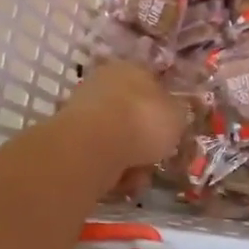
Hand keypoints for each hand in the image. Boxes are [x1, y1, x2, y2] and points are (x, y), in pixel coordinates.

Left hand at [60, 60, 187, 175]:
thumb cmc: (143, 121)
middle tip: (158, 155)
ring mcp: (84, 110)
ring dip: (130, 157)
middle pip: (132, 113)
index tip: (173, 129)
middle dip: (145, 138)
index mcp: (132, 68)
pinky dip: (112, 169)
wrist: (94, 147)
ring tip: (140, 174)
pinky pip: (101, 156)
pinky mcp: (69, 139)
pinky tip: (121, 180)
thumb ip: (179, 113)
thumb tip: (176, 114)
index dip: (165, 107)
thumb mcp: (178, 115)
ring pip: (117, 138)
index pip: (152, 83)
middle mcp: (105, 83)